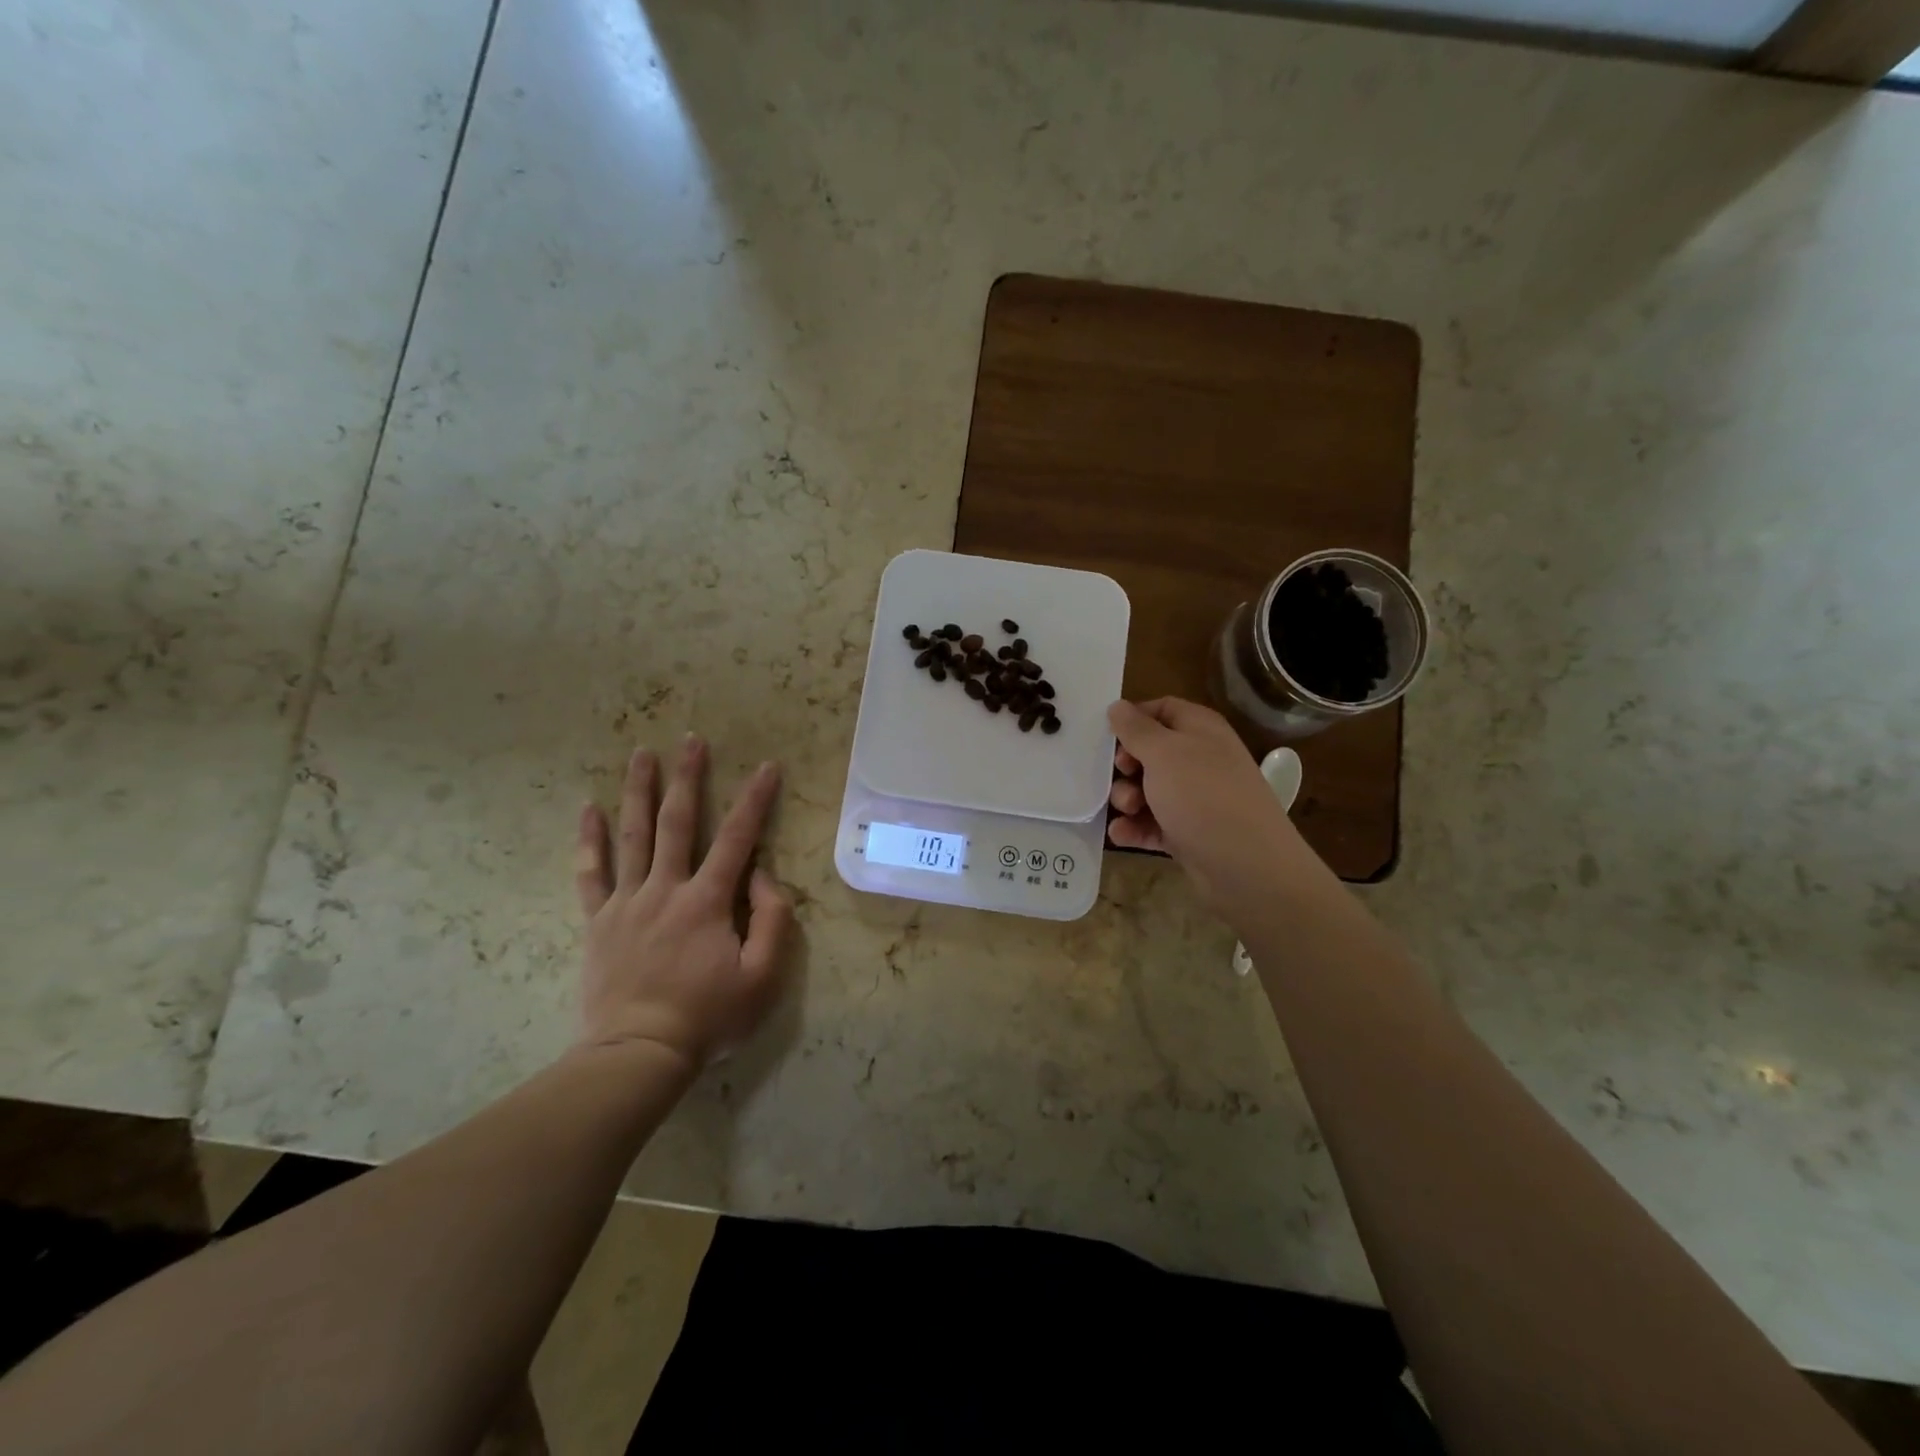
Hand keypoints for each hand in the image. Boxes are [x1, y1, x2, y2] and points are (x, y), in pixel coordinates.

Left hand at [574, 735, 793, 1069]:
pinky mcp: (599, 922)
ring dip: (638, 791)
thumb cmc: (708, 1017)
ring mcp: (627, 903)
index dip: (755, 800)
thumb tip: (762, 875)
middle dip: (688, 777)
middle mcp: (666, 889)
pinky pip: (590, 873)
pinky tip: (588, 809)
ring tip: (641, 754)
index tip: (768, 767)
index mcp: (707, 901)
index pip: (737, 838)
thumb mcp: (762, 977)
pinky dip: (589, 840)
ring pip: (632, 836)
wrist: (638, 1054)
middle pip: (677, 822)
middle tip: (691, 740)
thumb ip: (772, 920)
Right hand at [1107, 697, 1321, 915]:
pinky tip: (1121, 835)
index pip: (1162, 709)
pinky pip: (1152, 822)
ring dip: (1127, 798)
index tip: (1107, 734)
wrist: (1247, 866)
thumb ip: (1136, 729)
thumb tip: (1118, 706)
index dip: (1134, 718)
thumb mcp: (1164, 753)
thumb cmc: (1203, 796)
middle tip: (1118, 775)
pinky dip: (1135, 827)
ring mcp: (1195, 798)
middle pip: (1150, 752)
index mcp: (1200, 729)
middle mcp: (1200, 759)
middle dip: (1126, 765)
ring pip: (1148, 789)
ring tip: (1127, 810)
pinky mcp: (1188, 832)